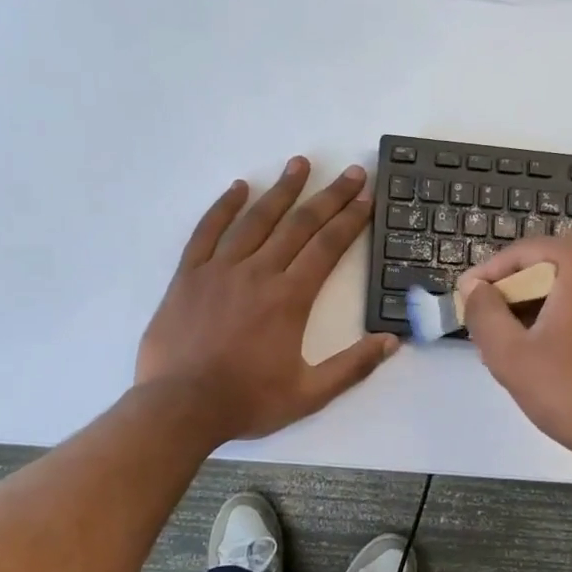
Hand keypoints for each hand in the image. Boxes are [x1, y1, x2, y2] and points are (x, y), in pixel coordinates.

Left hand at [136, 157, 398, 443]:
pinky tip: (238, 187)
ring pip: (256, 219)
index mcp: (290, 298)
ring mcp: (220, 270)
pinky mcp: (189, 275)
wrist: (180, 407)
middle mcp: (259, 273)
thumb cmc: (247, 401)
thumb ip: (352, 367)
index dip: (351, 218)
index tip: (367, 195)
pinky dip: (224, 207)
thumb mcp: (309, 394)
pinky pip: (207, 231)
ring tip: (301, 164)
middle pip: (299, 224)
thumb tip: (391, 342)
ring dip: (282, 190)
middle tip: (351, 172)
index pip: (327, 246)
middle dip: (329, 196)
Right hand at [461, 237, 571, 473]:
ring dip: (539, 309)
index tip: (463, 301)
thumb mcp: (510, 355)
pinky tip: (551, 352)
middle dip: (513, 297)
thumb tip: (473, 286)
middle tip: (486, 331)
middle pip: (547, 267)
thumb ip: (482, 312)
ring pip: (571, 286)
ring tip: (513, 347)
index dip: (487, 276)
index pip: (521, 254)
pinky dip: (569, 316)